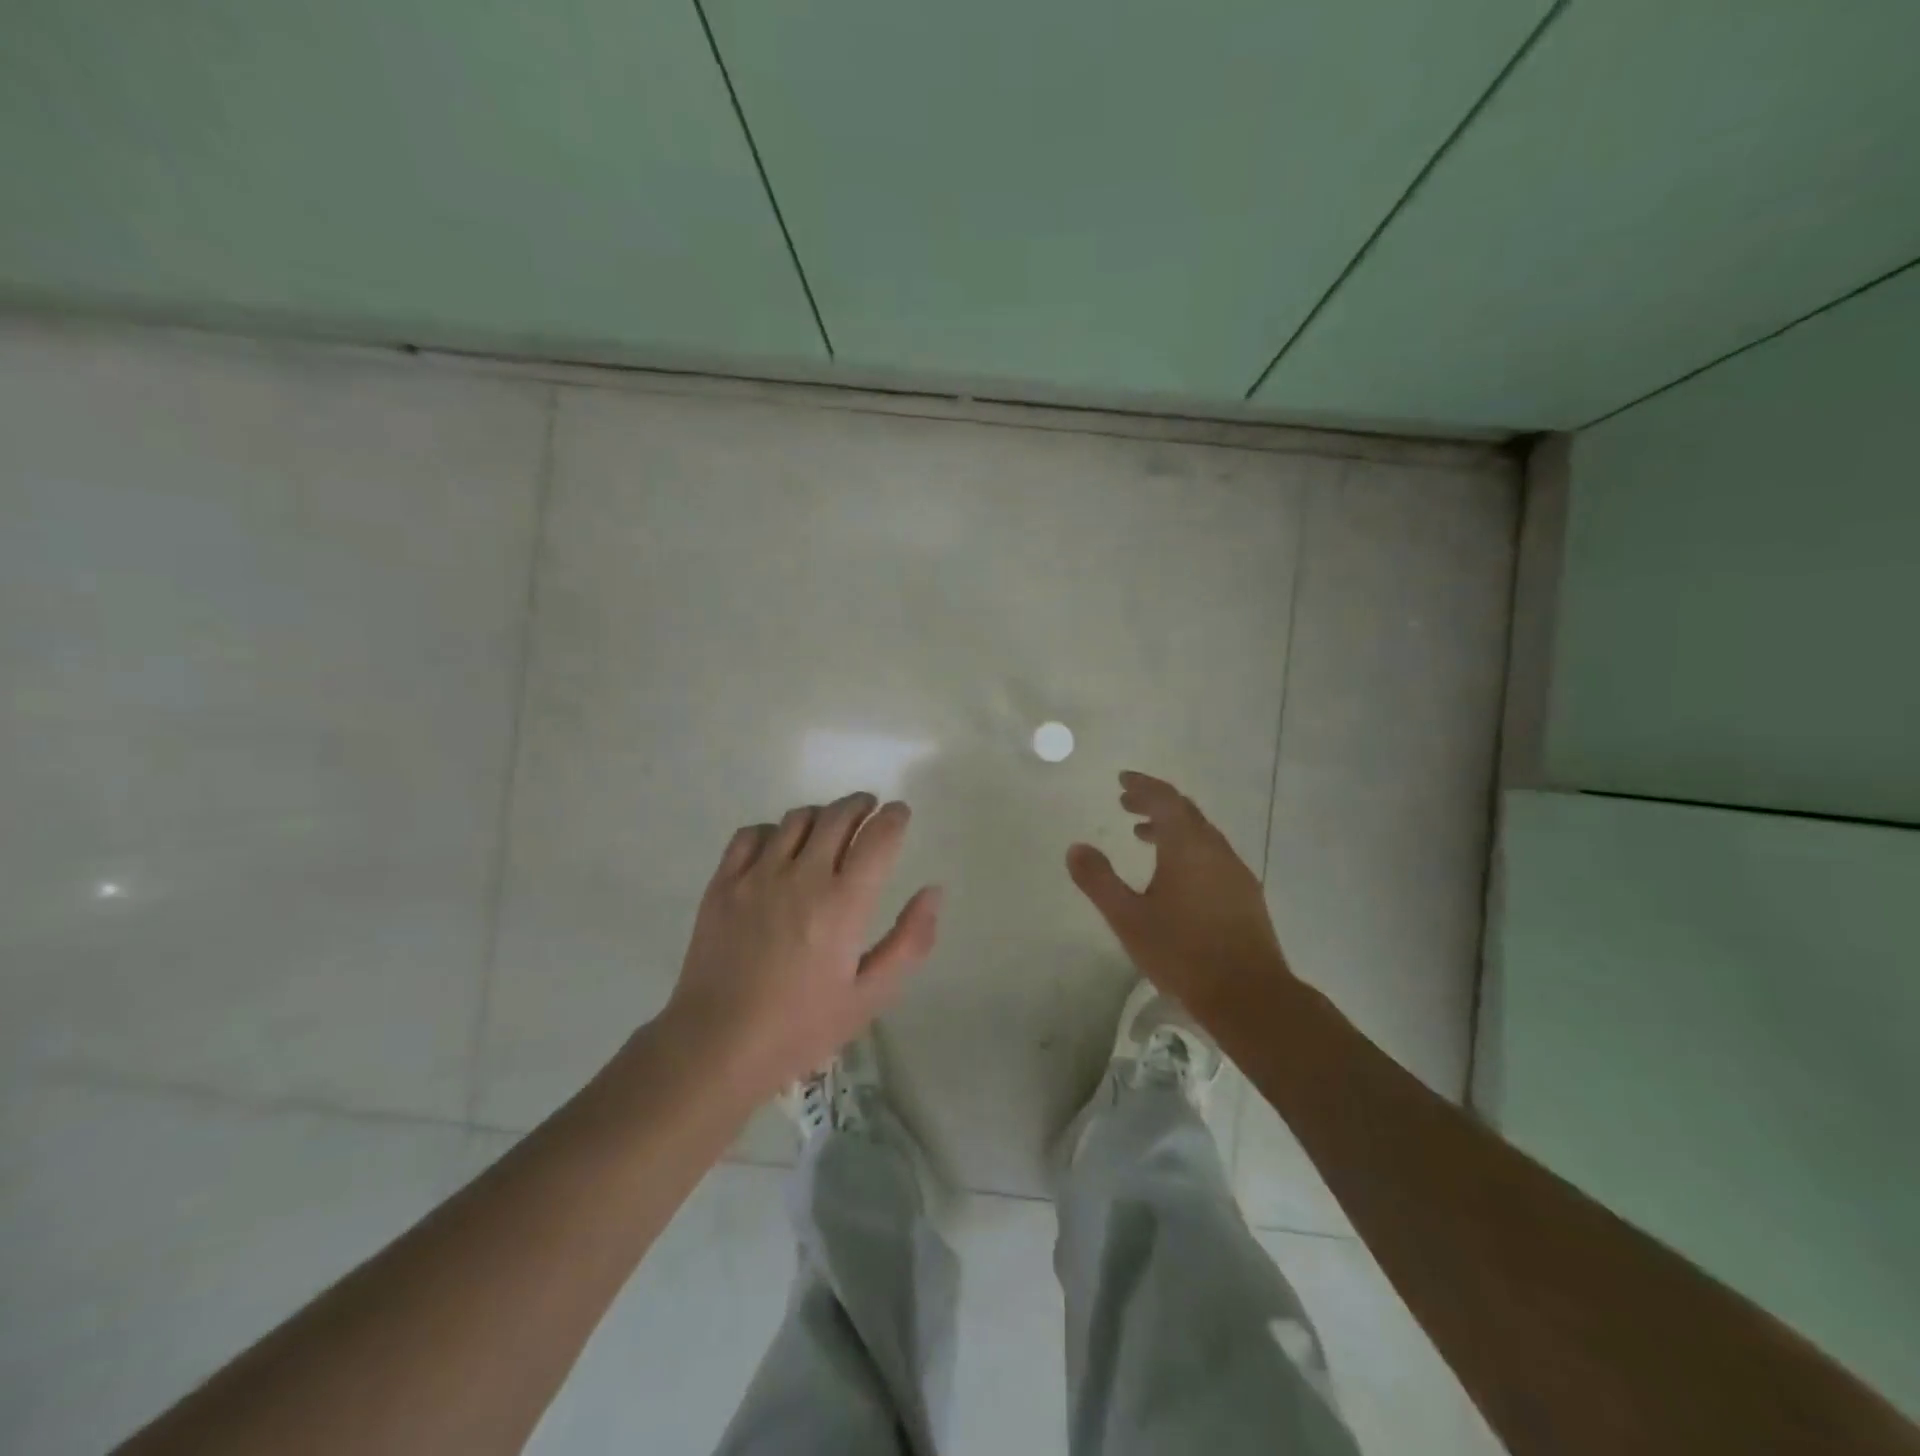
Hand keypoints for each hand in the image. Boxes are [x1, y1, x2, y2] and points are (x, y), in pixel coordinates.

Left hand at [662, 792, 941, 1101]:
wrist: (716, 1045)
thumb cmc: (801, 1027)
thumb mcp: (871, 997)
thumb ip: (909, 942)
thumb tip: (933, 892)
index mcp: (844, 903)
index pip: (878, 837)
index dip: (894, 818)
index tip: (900, 813)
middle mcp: (803, 876)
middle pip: (838, 816)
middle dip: (861, 805)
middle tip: (870, 809)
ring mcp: (757, 876)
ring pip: (797, 819)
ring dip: (822, 814)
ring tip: (829, 826)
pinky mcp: (723, 883)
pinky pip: (752, 834)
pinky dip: (774, 830)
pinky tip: (779, 846)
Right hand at [1067, 771, 1291, 1012]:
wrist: (1248, 995)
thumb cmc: (1182, 953)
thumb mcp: (1128, 918)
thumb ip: (1099, 880)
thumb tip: (1076, 848)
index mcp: (1187, 846)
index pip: (1164, 799)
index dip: (1142, 785)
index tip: (1122, 780)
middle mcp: (1215, 849)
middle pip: (1185, 811)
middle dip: (1154, 803)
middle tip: (1126, 804)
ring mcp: (1235, 871)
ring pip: (1201, 834)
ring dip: (1171, 827)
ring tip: (1143, 837)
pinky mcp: (1246, 894)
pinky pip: (1212, 853)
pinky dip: (1189, 848)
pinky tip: (1176, 875)